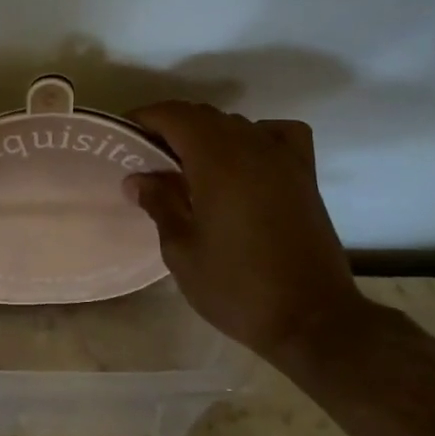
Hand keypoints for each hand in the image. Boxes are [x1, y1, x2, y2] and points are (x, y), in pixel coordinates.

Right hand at [127, 102, 368, 357]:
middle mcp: (252, 147)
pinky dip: (256, 135)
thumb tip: (137, 178)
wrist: (310, 319)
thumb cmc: (236, 287)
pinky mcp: (305, 176)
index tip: (123, 137)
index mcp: (217, 161)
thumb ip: (159, 204)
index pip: (174, 115)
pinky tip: (245, 160)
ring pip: (237, 124)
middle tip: (146, 158)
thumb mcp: (181, 251)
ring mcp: (284, 159)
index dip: (145, 119)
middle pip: (204, 116)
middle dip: (171, 127)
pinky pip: (278, 134)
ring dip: (207, 134)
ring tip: (186, 166)